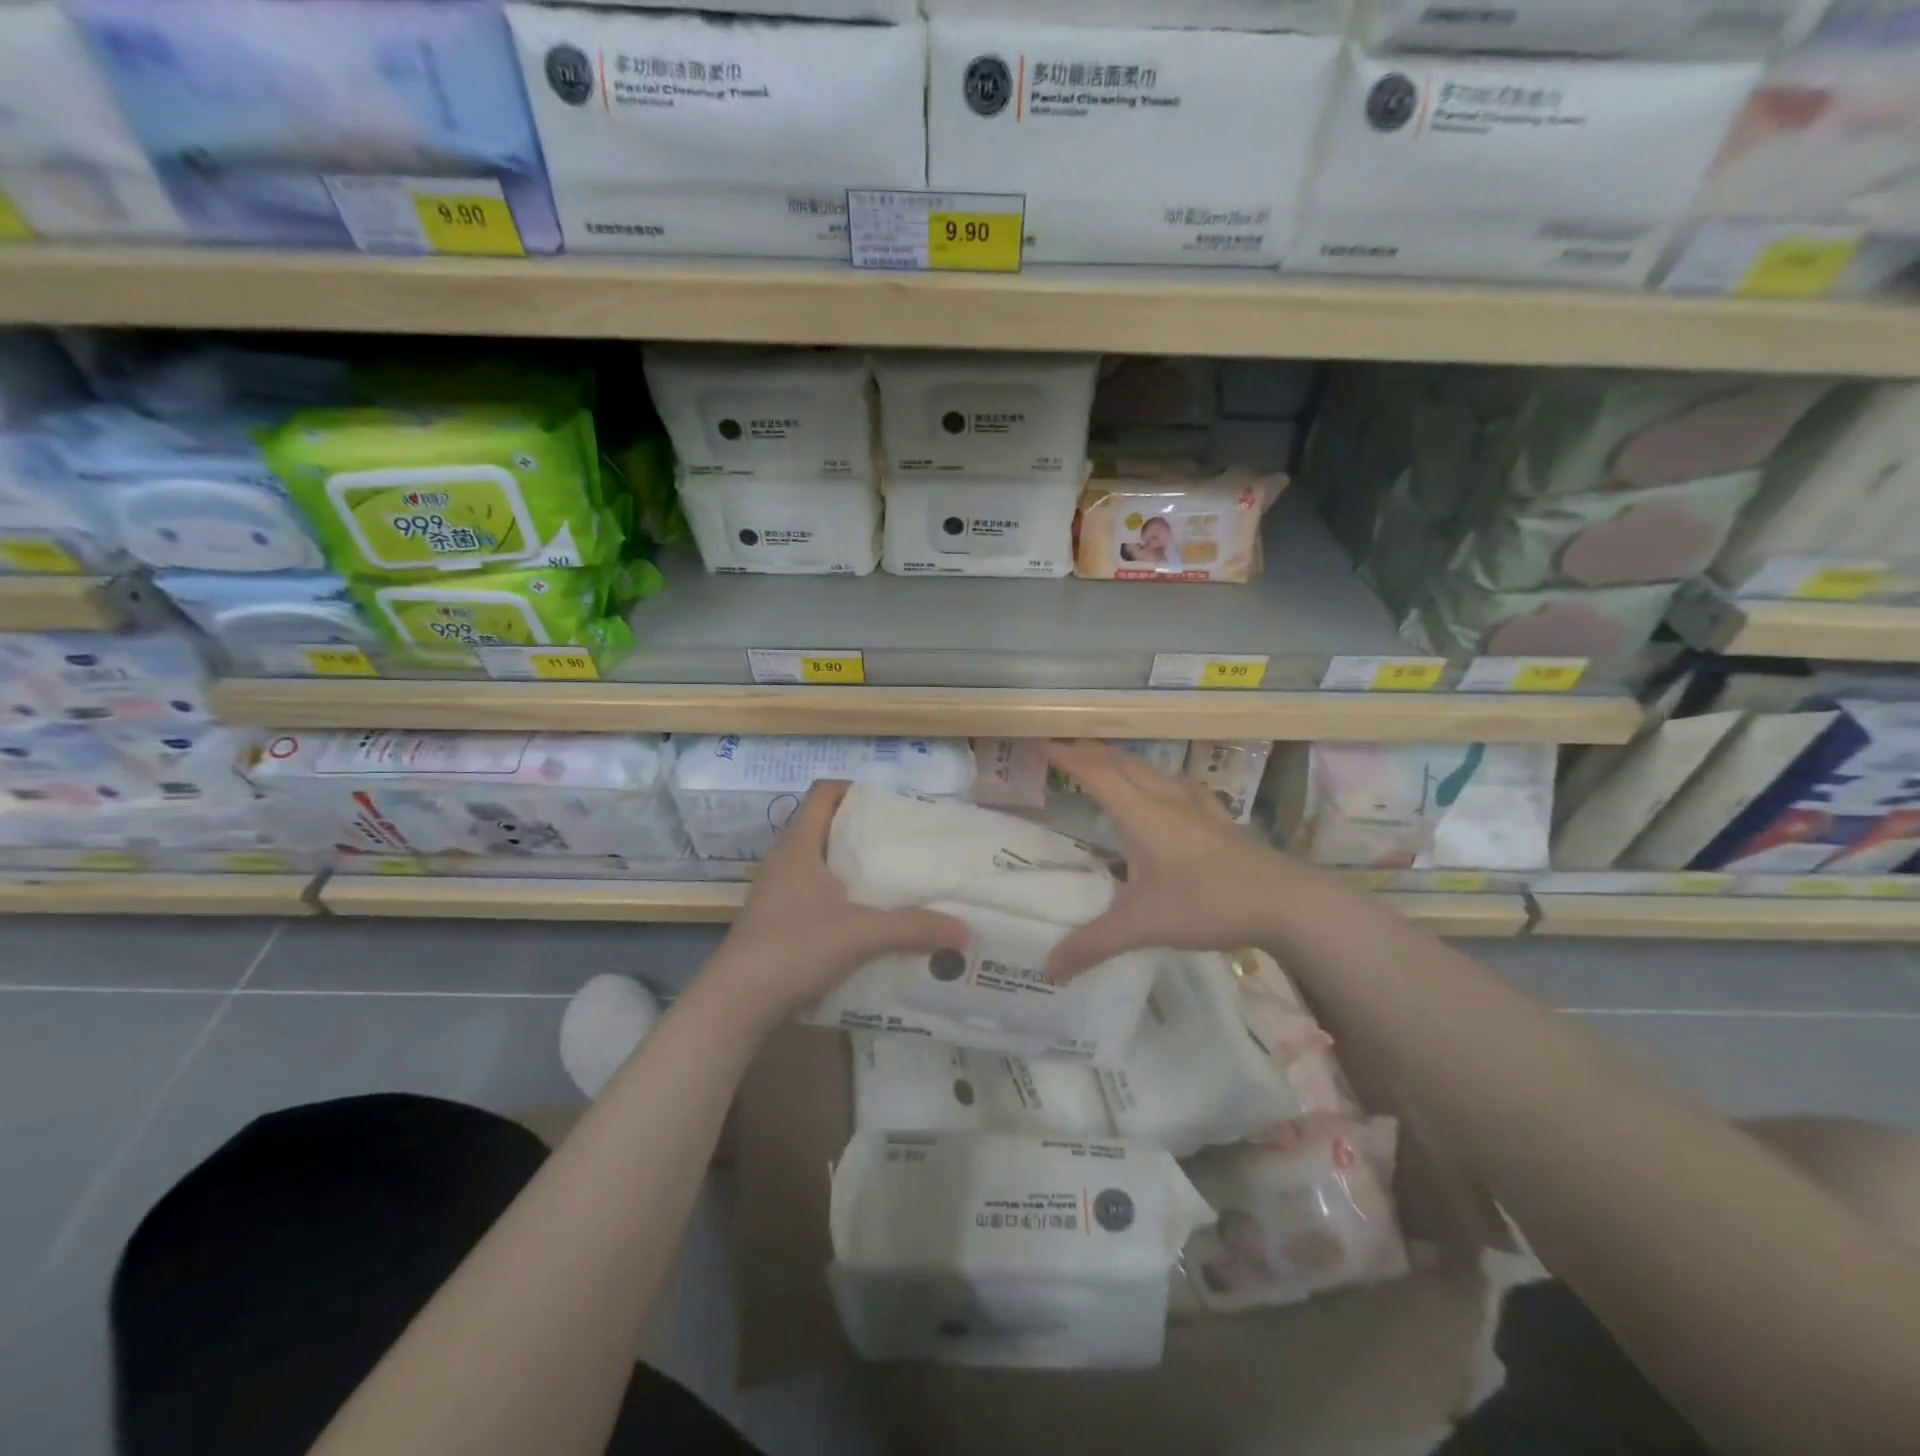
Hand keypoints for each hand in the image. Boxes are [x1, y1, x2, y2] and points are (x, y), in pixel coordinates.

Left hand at [705, 781, 968, 1021]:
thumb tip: (965, 930)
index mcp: (799, 847)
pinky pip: (815, 896)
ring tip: (893, 879)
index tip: (891, 804)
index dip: (854, 789)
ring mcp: (777, 894)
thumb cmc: (794, 948)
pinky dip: (841, 898)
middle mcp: (785, 862)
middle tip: (904, 842)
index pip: (823, 793)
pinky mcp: (777, 923)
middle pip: (825, 828)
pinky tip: (868, 920)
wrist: (736, 1004)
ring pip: (820, 865)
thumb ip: (914, 929)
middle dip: (863, 831)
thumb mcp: (861, 935)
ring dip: (852, 868)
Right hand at [1045, 740, 1293, 978]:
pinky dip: (1159, 778)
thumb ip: (1094, 944)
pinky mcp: (1220, 820)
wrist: (1286, 902)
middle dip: (1092, 752)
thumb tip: (1049, 968)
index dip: (1068, 757)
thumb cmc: (1208, 904)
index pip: (1097, 774)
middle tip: (1066, 750)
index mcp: (1141, 814)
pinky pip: (1181, 786)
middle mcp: (1166, 800)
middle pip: (1123, 763)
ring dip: (1123, 762)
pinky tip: (1168, 789)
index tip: (1043, 744)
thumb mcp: (1144, 926)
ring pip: (1153, 771)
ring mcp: (1197, 807)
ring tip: (1107, 764)